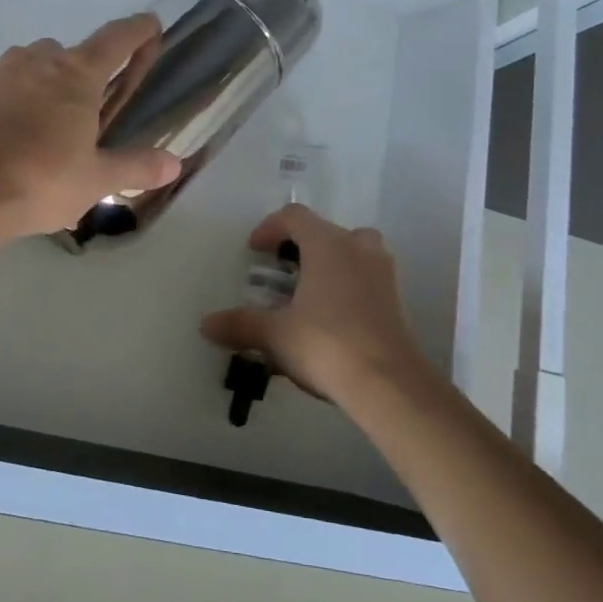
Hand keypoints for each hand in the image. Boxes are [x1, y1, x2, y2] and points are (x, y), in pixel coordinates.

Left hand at [0, 14, 181, 237]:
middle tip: (90, 112)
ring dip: (47, 85)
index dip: (138, 30)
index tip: (152, 25)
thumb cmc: (39, 180)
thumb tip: (174, 164)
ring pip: (33, 66)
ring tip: (49, 129)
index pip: (116, 39)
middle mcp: (38, 61)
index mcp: (77, 75)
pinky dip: (15, 102)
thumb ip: (136, 168)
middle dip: (85, 73)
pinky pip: (4, 87)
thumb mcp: (96, 180)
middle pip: (71, 53)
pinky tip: (14, 137)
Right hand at [200, 203, 431, 403]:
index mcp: (327, 244)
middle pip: (327, 231)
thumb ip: (240, 325)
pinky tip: (332, 318)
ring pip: (354, 252)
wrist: (389, 384)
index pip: (295, 217)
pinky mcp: (396, 300)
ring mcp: (383, 273)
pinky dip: (348, 287)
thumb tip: (206, 324)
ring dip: (330, 264)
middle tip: (283, 271)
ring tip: (308, 292)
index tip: (255, 250)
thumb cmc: (326, 344)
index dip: (270, 227)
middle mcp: (358, 248)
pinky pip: (367, 279)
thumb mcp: (275, 335)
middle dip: (302, 246)